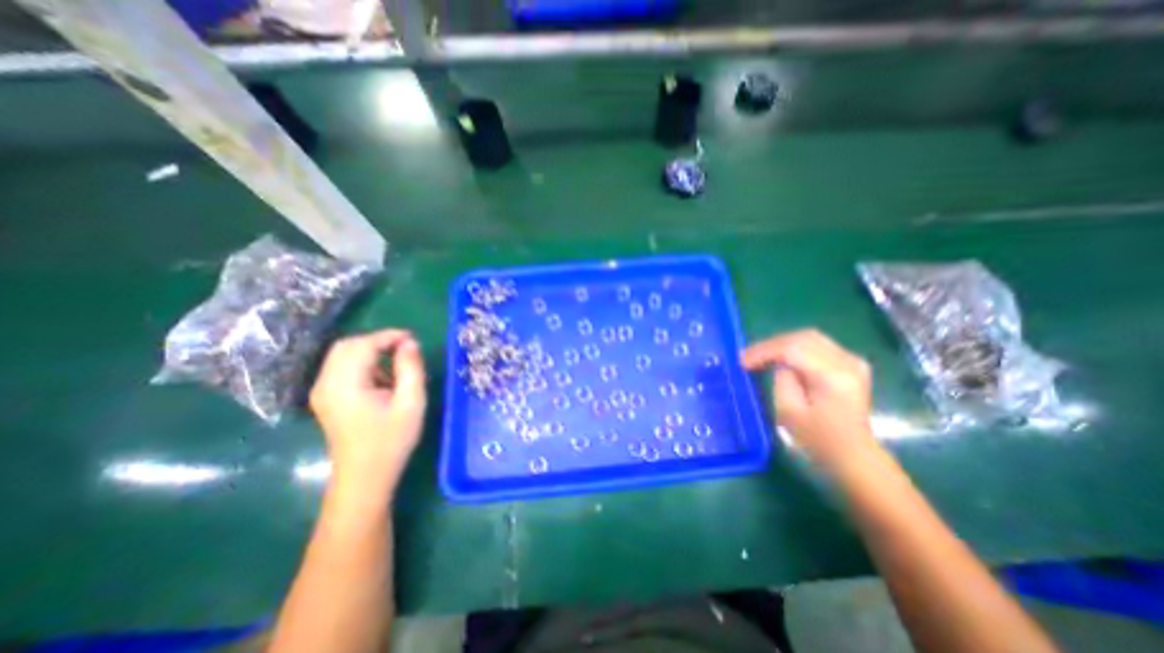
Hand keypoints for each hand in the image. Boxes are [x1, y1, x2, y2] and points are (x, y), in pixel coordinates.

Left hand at [311, 331, 428, 495]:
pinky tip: (382, 381)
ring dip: (371, 352)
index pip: (362, 345)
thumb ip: (411, 369)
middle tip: (405, 349)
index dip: (388, 336)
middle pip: (347, 346)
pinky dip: (364, 364)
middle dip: (378, 341)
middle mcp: (326, 384)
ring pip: (343, 356)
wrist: (364, 478)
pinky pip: (342, 369)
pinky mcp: (327, 399)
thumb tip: (410, 343)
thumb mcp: (411, 403)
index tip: (413, 339)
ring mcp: (322, 392)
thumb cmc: (391, 441)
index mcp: (345, 385)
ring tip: (397, 366)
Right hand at [741, 330, 878, 467]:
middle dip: (772, 344)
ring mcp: (852, 361)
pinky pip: (818, 345)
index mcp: (833, 376)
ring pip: (810, 337)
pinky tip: (782, 357)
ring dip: (783, 344)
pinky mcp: (851, 364)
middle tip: (749, 356)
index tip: (742, 361)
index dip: (764, 351)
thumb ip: (781, 379)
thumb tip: (779, 363)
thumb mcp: (789, 412)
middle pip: (802, 338)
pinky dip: (796, 347)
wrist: (854, 455)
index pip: (792, 349)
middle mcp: (847, 362)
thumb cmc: (818, 440)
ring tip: (762, 355)